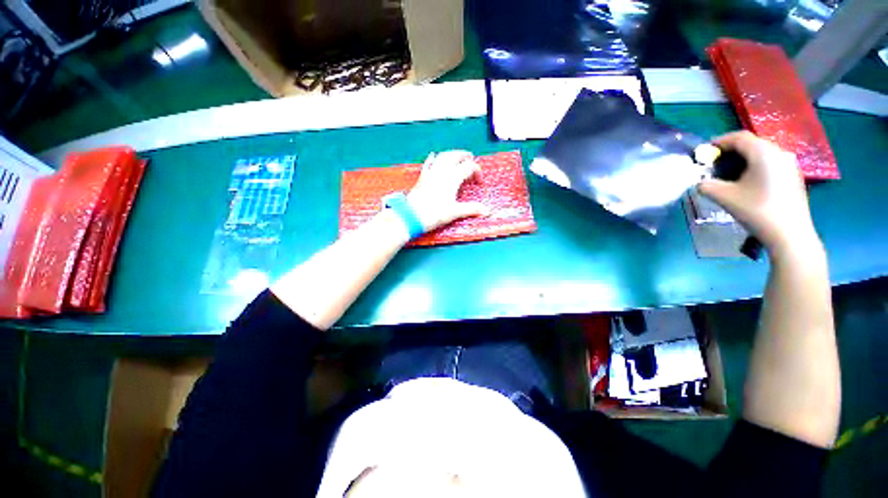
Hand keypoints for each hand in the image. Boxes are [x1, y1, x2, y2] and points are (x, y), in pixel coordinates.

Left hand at [407, 150, 489, 232]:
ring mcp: (431, 173)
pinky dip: (433, 159)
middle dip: (464, 156)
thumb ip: (471, 209)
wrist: (412, 216)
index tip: (479, 181)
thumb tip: (487, 211)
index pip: (468, 167)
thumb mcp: (455, 212)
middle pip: (455, 156)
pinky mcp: (422, 177)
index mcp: (452, 177)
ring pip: (443, 156)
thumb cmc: (434, 213)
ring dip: (451, 154)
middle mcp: (442, 171)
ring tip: (456, 156)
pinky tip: (433, 156)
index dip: (477, 171)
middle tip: (470, 158)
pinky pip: (428, 164)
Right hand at [698, 131, 820, 256]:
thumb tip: (700, 182)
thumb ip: (706, 185)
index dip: (719, 142)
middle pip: (751, 144)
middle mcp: (779, 153)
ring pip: (762, 153)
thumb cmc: (757, 211)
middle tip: (714, 164)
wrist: (790, 234)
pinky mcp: (794, 176)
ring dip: (743, 159)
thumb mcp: (724, 197)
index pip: (739, 137)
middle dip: (730, 151)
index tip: (704, 152)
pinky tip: (747, 182)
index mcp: (764, 153)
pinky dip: (755, 166)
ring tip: (729, 174)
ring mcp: (790, 164)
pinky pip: (771, 163)